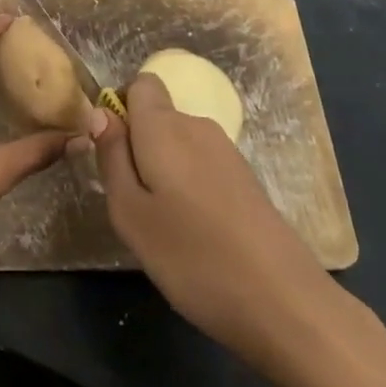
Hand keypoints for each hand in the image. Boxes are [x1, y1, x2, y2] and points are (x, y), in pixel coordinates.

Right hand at [94, 73, 385, 380]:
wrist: (284, 302)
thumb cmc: (192, 256)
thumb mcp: (130, 213)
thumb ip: (111, 157)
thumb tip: (101, 112)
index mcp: (164, 126)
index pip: (140, 84)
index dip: (121, 109)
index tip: (114, 154)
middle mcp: (197, 126)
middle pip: (158, 117)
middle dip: (139, 148)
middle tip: (134, 204)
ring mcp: (227, 152)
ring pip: (179, 145)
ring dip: (164, 172)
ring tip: (165, 227)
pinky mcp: (247, 179)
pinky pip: (202, 166)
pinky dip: (190, 189)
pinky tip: (197, 235)